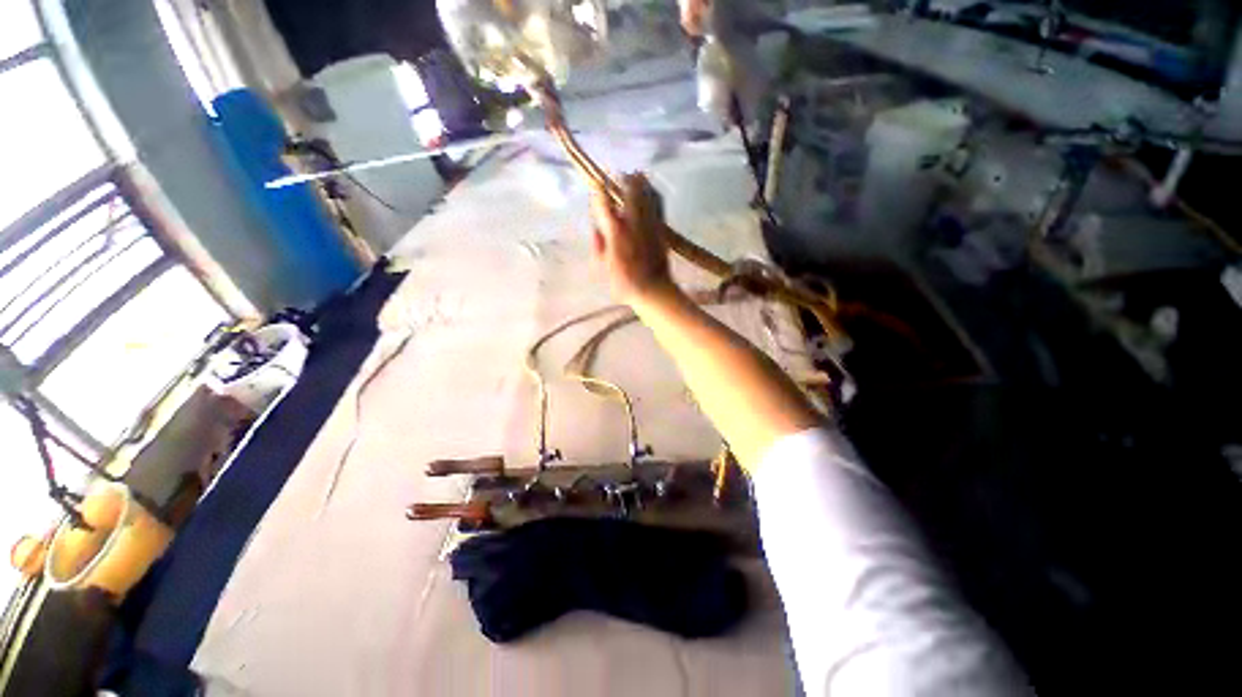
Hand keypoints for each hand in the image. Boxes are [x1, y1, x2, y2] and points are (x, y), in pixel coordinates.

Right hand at [591, 174, 677, 306]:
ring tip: (634, 175)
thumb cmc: (624, 283)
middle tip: (617, 175)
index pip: (604, 202)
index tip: (596, 185)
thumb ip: (598, 246)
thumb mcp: (603, 267)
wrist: (653, 289)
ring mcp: (649, 223)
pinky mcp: (661, 227)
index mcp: (615, 231)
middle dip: (621, 180)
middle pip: (627, 190)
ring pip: (645, 193)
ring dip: (639, 182)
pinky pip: (658, 203)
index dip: (598, 191)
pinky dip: (653, 192)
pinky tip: (651, 189)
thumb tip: (596, 229)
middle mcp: (632, 221)